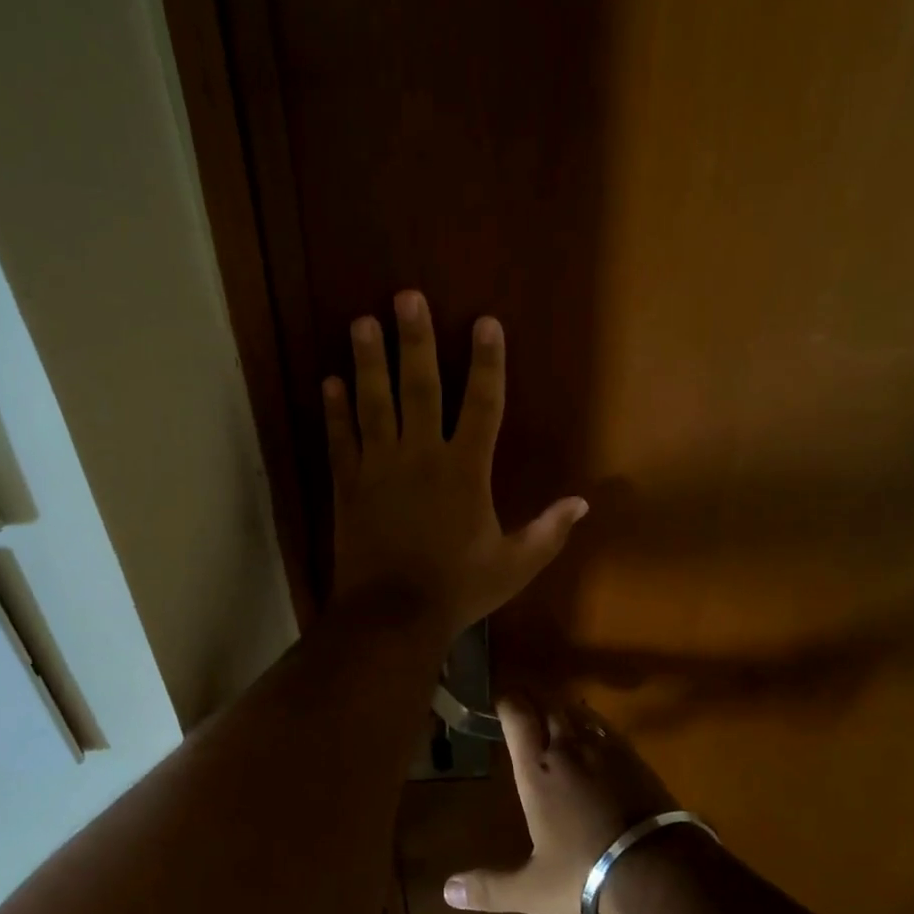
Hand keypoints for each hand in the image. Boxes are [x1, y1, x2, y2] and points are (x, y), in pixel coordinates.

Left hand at [325, 292, 587, 637]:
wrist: (391, 617)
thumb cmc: (457, 589)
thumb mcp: (514, 565)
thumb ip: (548, 531)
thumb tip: (584, 503)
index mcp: (466, 471)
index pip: (483, 404)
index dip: (487, 361)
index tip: (485, 322)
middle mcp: (421, 456)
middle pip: (420, 387)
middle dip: (416, 340)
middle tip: (406, 296)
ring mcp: (379, 467)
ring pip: (373, 403)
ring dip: (368, 361)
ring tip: (362, 321)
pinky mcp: (348, 484)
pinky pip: (340, 439)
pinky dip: (334, 410)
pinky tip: (329, 380)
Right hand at [443, 698, 679, 913]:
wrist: (657, 866)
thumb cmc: (586, 872)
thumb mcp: (533, 888)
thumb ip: (490, 887)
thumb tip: (447, 892)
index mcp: (537, 770)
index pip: (517, 716)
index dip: (507, 701)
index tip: (498, 699)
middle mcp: (566, 748)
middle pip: (546, 704)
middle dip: (531, 698)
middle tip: (521, 702)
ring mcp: (602, 748)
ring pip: (576, 711)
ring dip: (560, 707)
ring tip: (552, 712)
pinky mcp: (631, 755)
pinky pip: (603, 725)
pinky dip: (590, 721)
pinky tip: (590, 732)